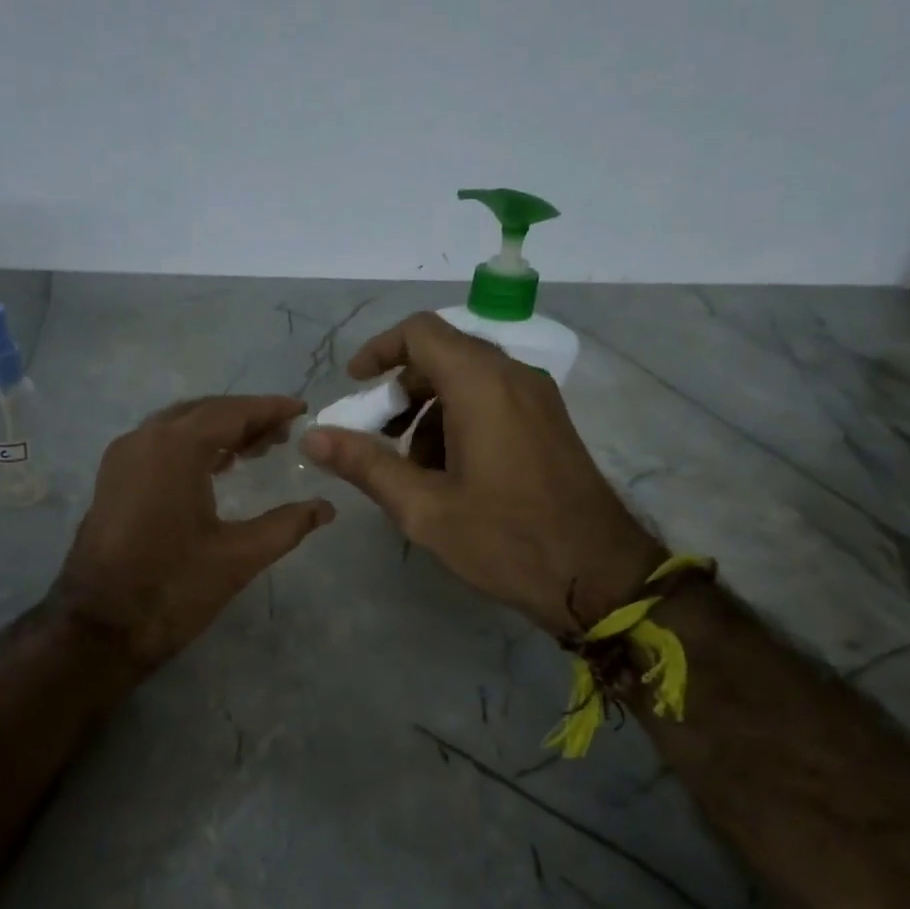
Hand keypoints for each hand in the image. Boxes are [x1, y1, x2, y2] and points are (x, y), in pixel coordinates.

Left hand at [57, 396, 334, 667]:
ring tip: (256, 449)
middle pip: (203, 412)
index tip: (300, 410)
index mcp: (175, 448)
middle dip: (245, 418)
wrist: (99, 627)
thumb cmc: (172, 588)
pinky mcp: (112, 480)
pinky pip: (158, 446)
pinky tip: (215, 467)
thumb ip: (287, 525)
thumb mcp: (239, 556)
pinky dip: (191, 447)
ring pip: (178, 427)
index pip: (231, 412)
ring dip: (217, 431)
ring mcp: (122, 458)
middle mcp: (144, 439)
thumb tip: (325, 508)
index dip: (269, 409)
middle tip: (283, 434)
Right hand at [302, 313, 659, 635]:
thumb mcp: (424, 507)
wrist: (598, 575)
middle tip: (376, 437)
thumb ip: (365, 464)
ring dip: (429, 411)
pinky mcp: (549, 422)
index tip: (354, 385)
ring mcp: (538, 398)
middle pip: (443, 355)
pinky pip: (493, 400)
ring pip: (468, 380)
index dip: (379, 351)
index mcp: (481, 384)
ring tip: (412, 469)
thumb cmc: (505, 539)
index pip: (420, 333)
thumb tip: (312, 436)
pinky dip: (459, 421)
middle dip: (401, 390)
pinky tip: (451, 475)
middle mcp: (513, 376)